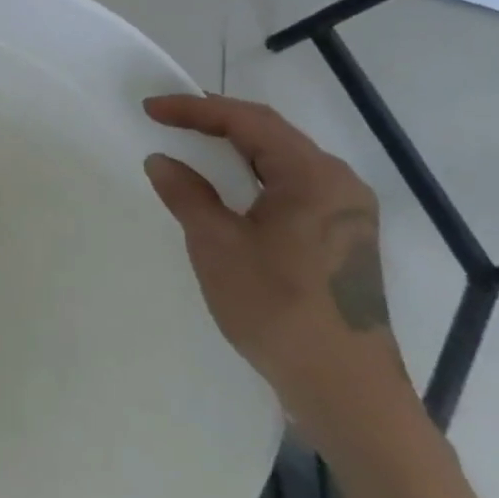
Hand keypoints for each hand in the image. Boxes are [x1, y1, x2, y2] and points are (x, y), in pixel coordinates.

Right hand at [141, 94, 412, 445]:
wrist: (345, 389)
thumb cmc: (277, 307)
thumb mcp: (217, 245)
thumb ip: (187, 194)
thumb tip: (162, 160)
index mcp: (314, 177)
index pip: (248, 122)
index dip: (195, 108)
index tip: (151, 108)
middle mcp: (339, 185)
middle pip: (271, 134)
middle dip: (216, 121)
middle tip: (168, 118)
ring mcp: (347, 213)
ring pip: (283, 160)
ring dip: (235, 147)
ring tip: (191, 142)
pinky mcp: (343, 238)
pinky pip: (292, 186)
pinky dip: (254, 174)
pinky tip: (229, 186)